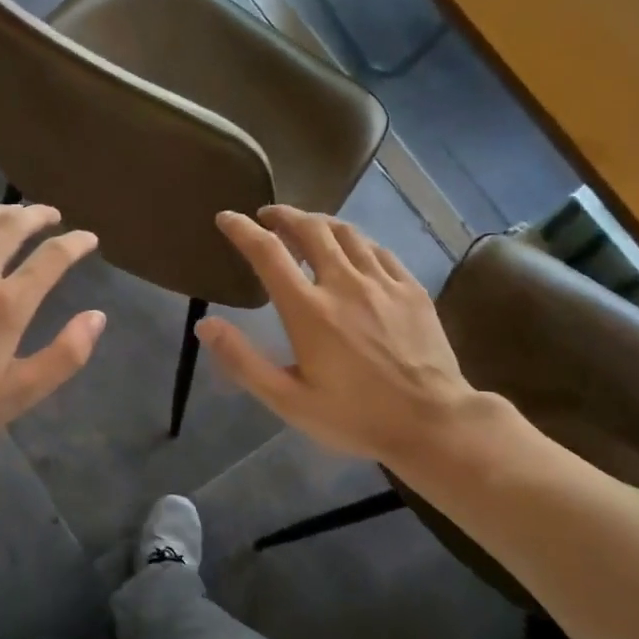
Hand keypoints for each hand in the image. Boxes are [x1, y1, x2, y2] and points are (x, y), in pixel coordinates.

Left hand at [0, 204, 105, 456]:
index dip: (74, 244)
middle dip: (36, 216)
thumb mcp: (21, 392)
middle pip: (10, 228)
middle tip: (50, 214)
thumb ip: (65, 355)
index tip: (87, 239)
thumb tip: (97, 317)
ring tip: (12, 213)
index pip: (51, 259)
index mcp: (7, 305)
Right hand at [196, 206, 481, 465]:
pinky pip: (379, 250)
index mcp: (309, 310)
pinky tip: (353, 250)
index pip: (268, 253)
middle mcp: (344, 284)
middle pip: (310, 230)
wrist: (432, 422)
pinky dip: (356, 241)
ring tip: (306, 225)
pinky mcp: (411, 289)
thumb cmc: (354, 417)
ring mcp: (383, 283)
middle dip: (284, 216)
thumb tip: (205, 325)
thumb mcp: (289, 401)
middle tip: (268, 216)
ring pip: (347, 233)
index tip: (227, 218)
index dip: (242, 230)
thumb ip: (244, 361)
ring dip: (320, 222)